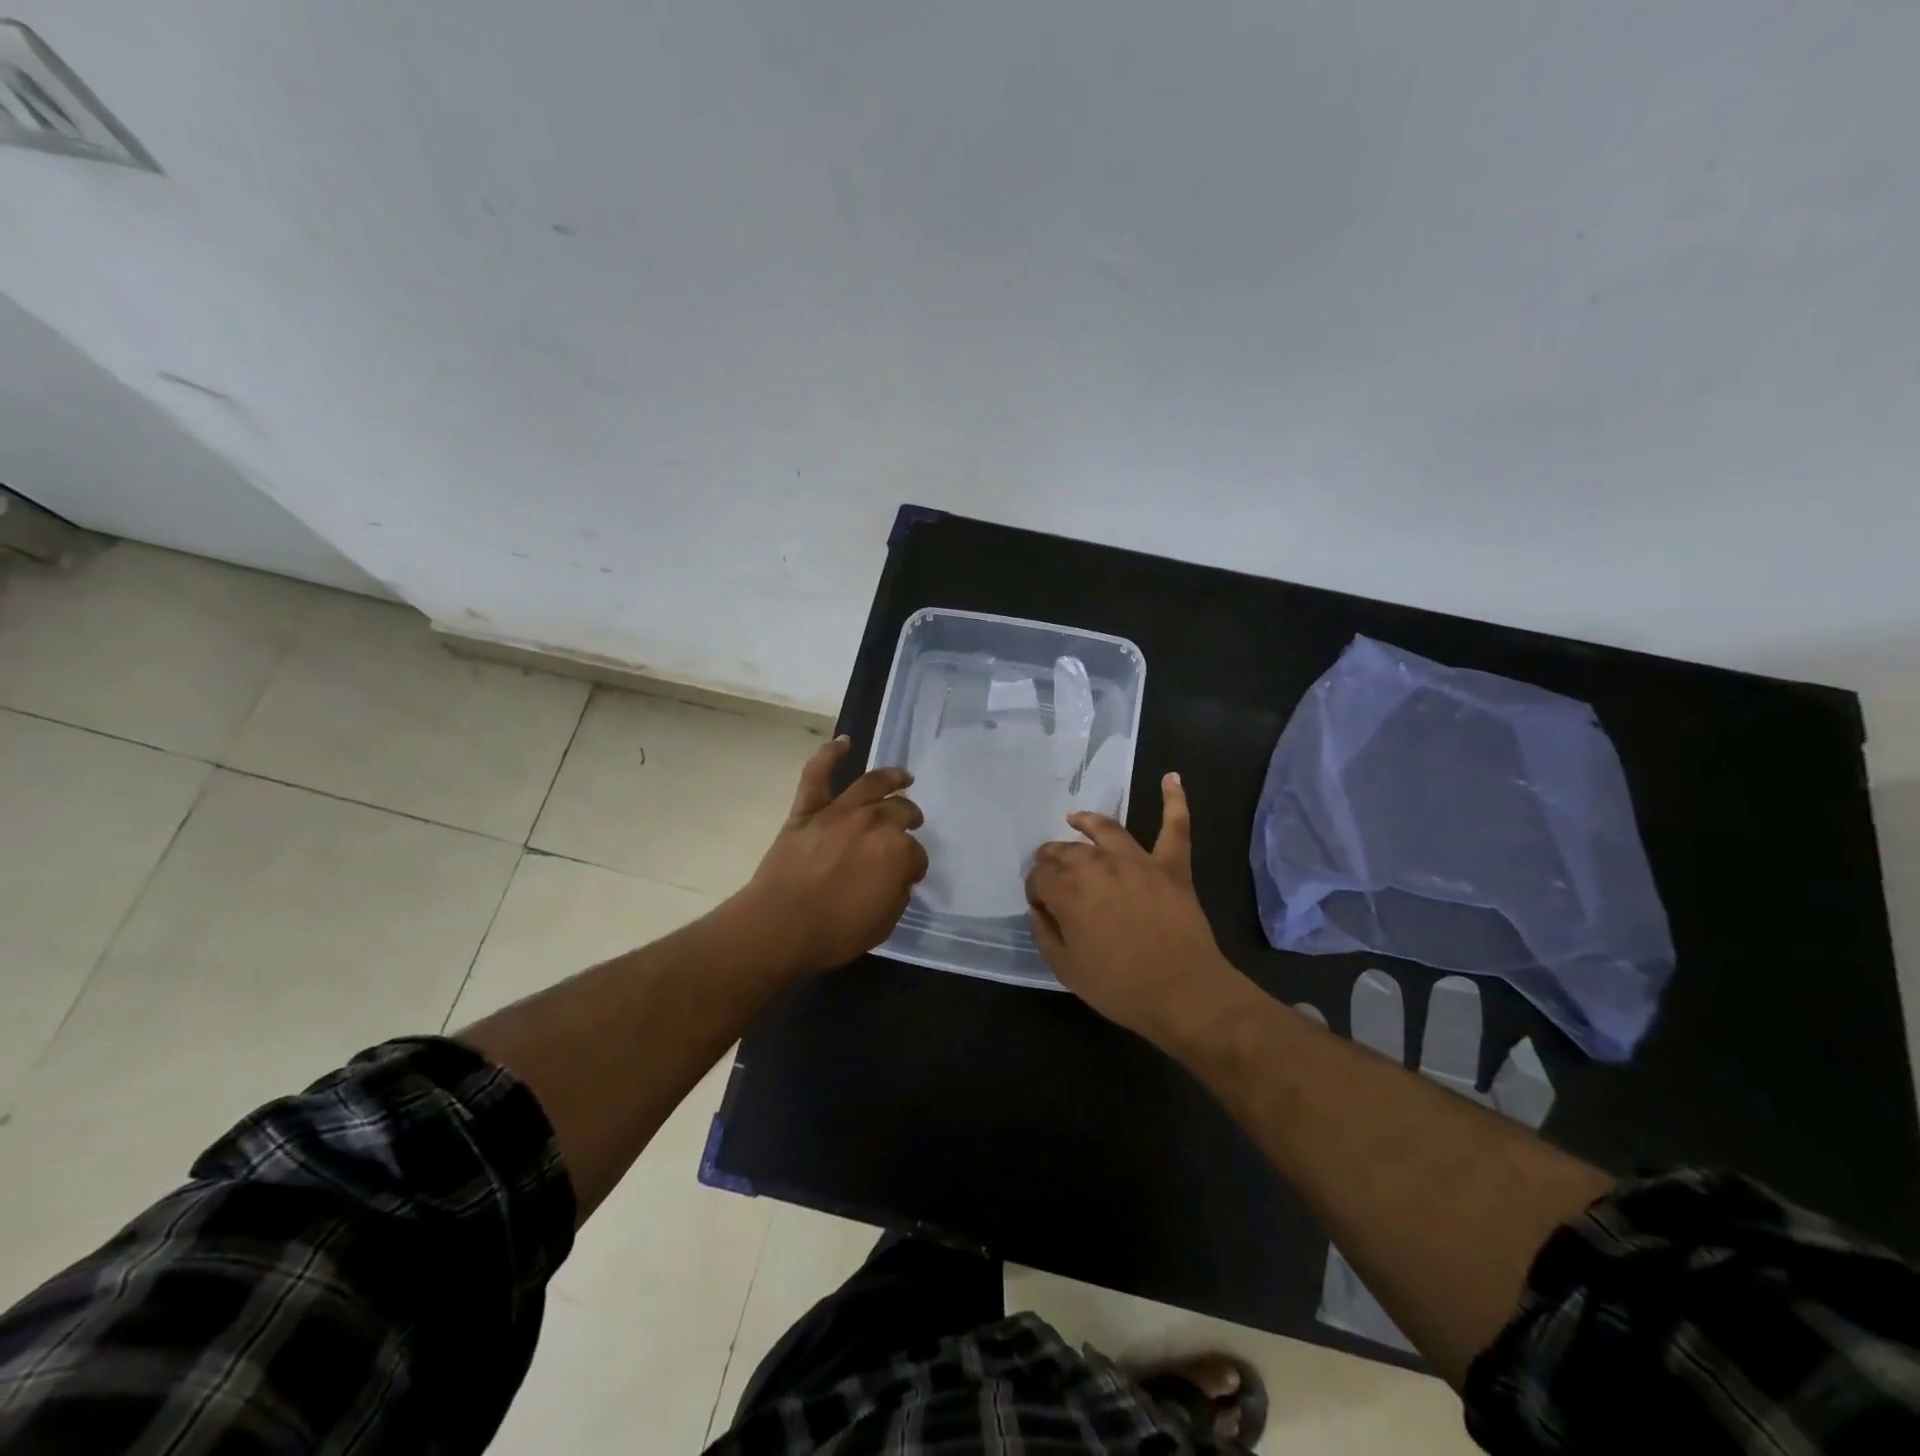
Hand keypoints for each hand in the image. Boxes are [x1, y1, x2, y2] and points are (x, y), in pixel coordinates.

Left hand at [734, 736, 928, 975]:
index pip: (916, 854)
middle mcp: (874, 822)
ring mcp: (839, 812)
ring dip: (892, 777)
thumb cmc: (836, 931)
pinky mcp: (807, 811)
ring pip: (871, 784)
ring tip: (903, 776)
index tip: (909, 875)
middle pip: (900, 811)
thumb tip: (897, 876)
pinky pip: (817, 775)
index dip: (914, 865)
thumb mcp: (885, 921)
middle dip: (909, 818)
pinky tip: (844, 742)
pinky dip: (829, 755)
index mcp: (897, 850)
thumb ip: (897, 891)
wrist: (781, 926)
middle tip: (911, 822)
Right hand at [1025, 772, 1245, 1043]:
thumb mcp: (1065, 967)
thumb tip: (1040, 907)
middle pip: (1066, 851)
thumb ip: (1044, 932)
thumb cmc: (1118, 986)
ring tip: (1075, 819)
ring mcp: (1137, 861)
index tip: (1040, 905)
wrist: (1182, 993)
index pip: (1039, 877)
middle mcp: (1097, 865)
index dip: (1035, 890)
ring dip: (1087, 822)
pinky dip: (1174, 801)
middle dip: (1052, 858)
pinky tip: (1171, 778)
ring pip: (1106, 830)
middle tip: (1049, 869)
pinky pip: (1175, 827)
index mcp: (1067, 890)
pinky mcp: (1171, 866)